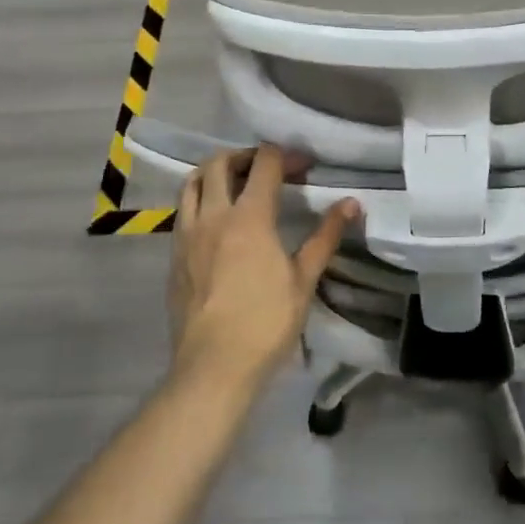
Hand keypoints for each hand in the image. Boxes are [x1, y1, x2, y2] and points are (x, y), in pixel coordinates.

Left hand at [169, 145, 356, 391]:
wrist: (213, 368)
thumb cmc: (266, 323)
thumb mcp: (304, 279)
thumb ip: (326, 236)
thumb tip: (351, 203)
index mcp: (249, 217)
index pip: (264, 163)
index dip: (286, 155)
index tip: (304, 167)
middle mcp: (213, 216)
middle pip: (220, 162)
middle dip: (246, 155)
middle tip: (268, 169)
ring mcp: (187, 235)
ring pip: (192, 183)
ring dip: (214, 173)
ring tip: (236, 185)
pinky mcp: (174, 256)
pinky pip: (183, 212)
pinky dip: (200, 201)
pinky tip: (217, 223)